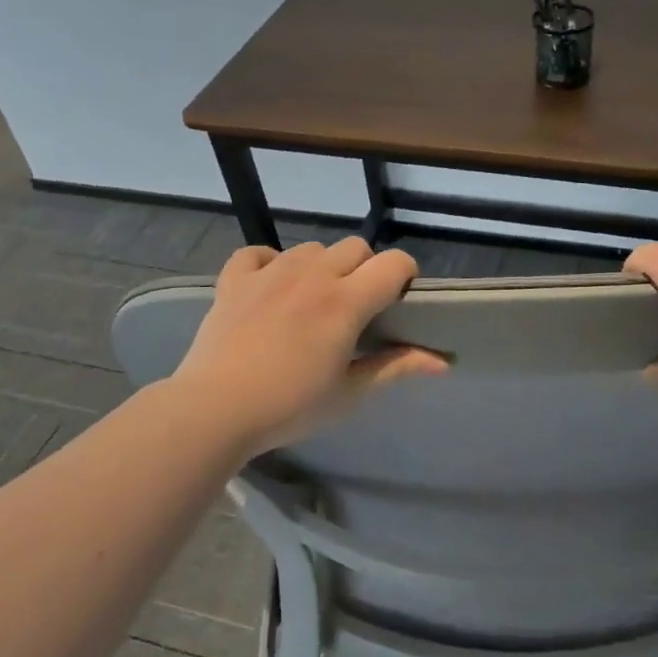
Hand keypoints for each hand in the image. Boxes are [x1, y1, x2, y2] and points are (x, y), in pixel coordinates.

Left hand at [170, 238, 447, 457]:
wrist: (214, 409)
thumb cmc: (290, 406)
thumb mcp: (349, 392)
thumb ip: (396, 367)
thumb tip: (443, 362)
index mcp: (346, 301)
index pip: (394, 263)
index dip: (405, 275)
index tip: (399, 300)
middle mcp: (312, 274)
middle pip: (356, 247)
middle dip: (365, 269)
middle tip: (356, 307)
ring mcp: (270, 272)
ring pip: (311, 248)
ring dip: (322, 267)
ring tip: (312, 301)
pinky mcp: (235, 279)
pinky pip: (258, 253)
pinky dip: (269, 263)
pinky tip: (270, 287)